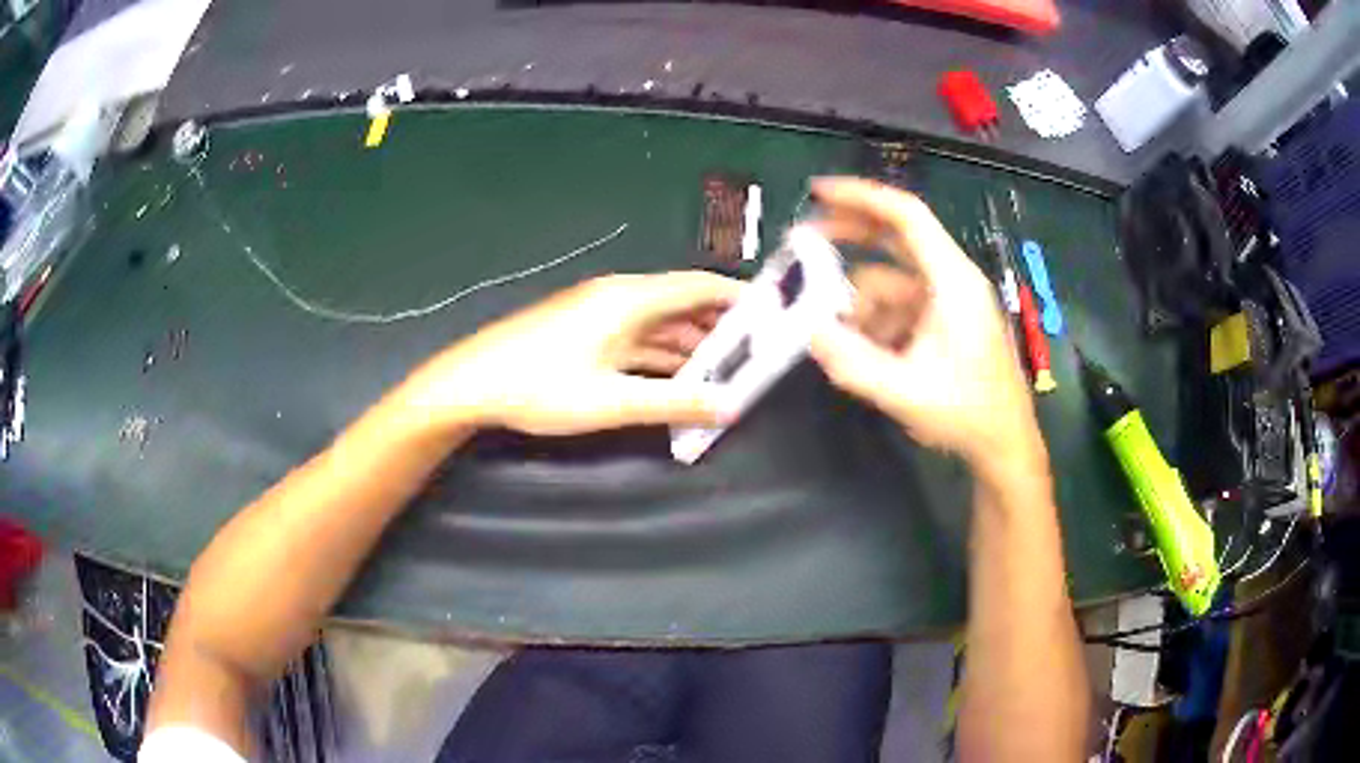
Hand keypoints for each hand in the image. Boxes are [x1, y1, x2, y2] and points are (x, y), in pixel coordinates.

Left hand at [399, 271, 740, 436]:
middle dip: (720, 330)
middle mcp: (619, 296)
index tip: (772, 316)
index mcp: (629, 298)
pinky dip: (662, 357)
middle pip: (683, 305)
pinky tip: (677, 381)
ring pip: (660, 324)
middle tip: (754, 358)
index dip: (739, 297)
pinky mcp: (585, 331)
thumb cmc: (539, 387)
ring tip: (723, 376)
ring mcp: (599, 313)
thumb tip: (727, 405)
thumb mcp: (611, 401)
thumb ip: (674, 403)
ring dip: (690, 347)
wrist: (470, 384)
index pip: (700, 286)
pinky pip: (637, 338)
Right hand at [805, 178, 1044, 472]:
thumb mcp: (906, 392)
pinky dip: (875, 320)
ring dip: (860, 302)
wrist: (1003, 443)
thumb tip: (808, 331)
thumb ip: (853, 363)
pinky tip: (867, 353)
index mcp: (952, 282)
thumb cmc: (967, 413)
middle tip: (803, 242)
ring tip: (840, 339)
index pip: (907, 217)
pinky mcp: (943, 319)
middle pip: (895, 237)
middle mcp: (951, 280)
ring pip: (889, 279)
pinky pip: (897, 305)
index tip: (818, 190)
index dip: (862, 197)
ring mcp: (947, 299)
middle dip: (849, 236)